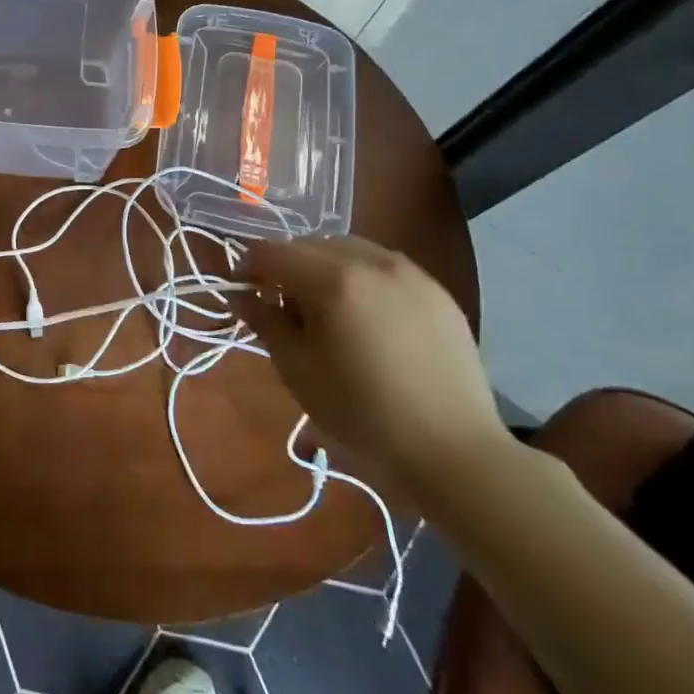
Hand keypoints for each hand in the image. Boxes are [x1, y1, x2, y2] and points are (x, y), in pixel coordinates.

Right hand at [237, 235, 506, 504]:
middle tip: (282, 306)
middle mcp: (371, 261)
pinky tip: (366, 316)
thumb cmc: (361, 411)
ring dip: (324, 267)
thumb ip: (264, 321)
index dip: (248, 267)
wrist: (453, 449)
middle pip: (310, 244)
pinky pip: (383, 266)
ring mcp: (410, 273)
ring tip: (326, 309)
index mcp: (332, 280)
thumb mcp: (296, 369)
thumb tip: (241, 296)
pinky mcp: (436, 290)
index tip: (244, 294)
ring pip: (348, 249)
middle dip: (287, 267)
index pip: (272, 251)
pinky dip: (361, 276)